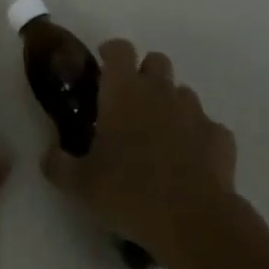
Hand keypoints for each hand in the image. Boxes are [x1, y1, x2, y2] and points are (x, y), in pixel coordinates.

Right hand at [41, 40, 237, 263]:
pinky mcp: (220, 137)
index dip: (111, 52)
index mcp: (124, 90)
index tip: (103, 65)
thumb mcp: (81, 185)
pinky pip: (208, 128)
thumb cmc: (129, 192)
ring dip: (171, 105)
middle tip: (132, 104)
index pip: (120, 48)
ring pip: (182, 92)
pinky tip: (192, 162)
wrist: (193, 220)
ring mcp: (194, 111)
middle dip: (145, 74)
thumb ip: (58, 165)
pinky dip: (199, 138)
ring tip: (161, 137)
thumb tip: (48, 154)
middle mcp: (159, 90)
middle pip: (156, 61)